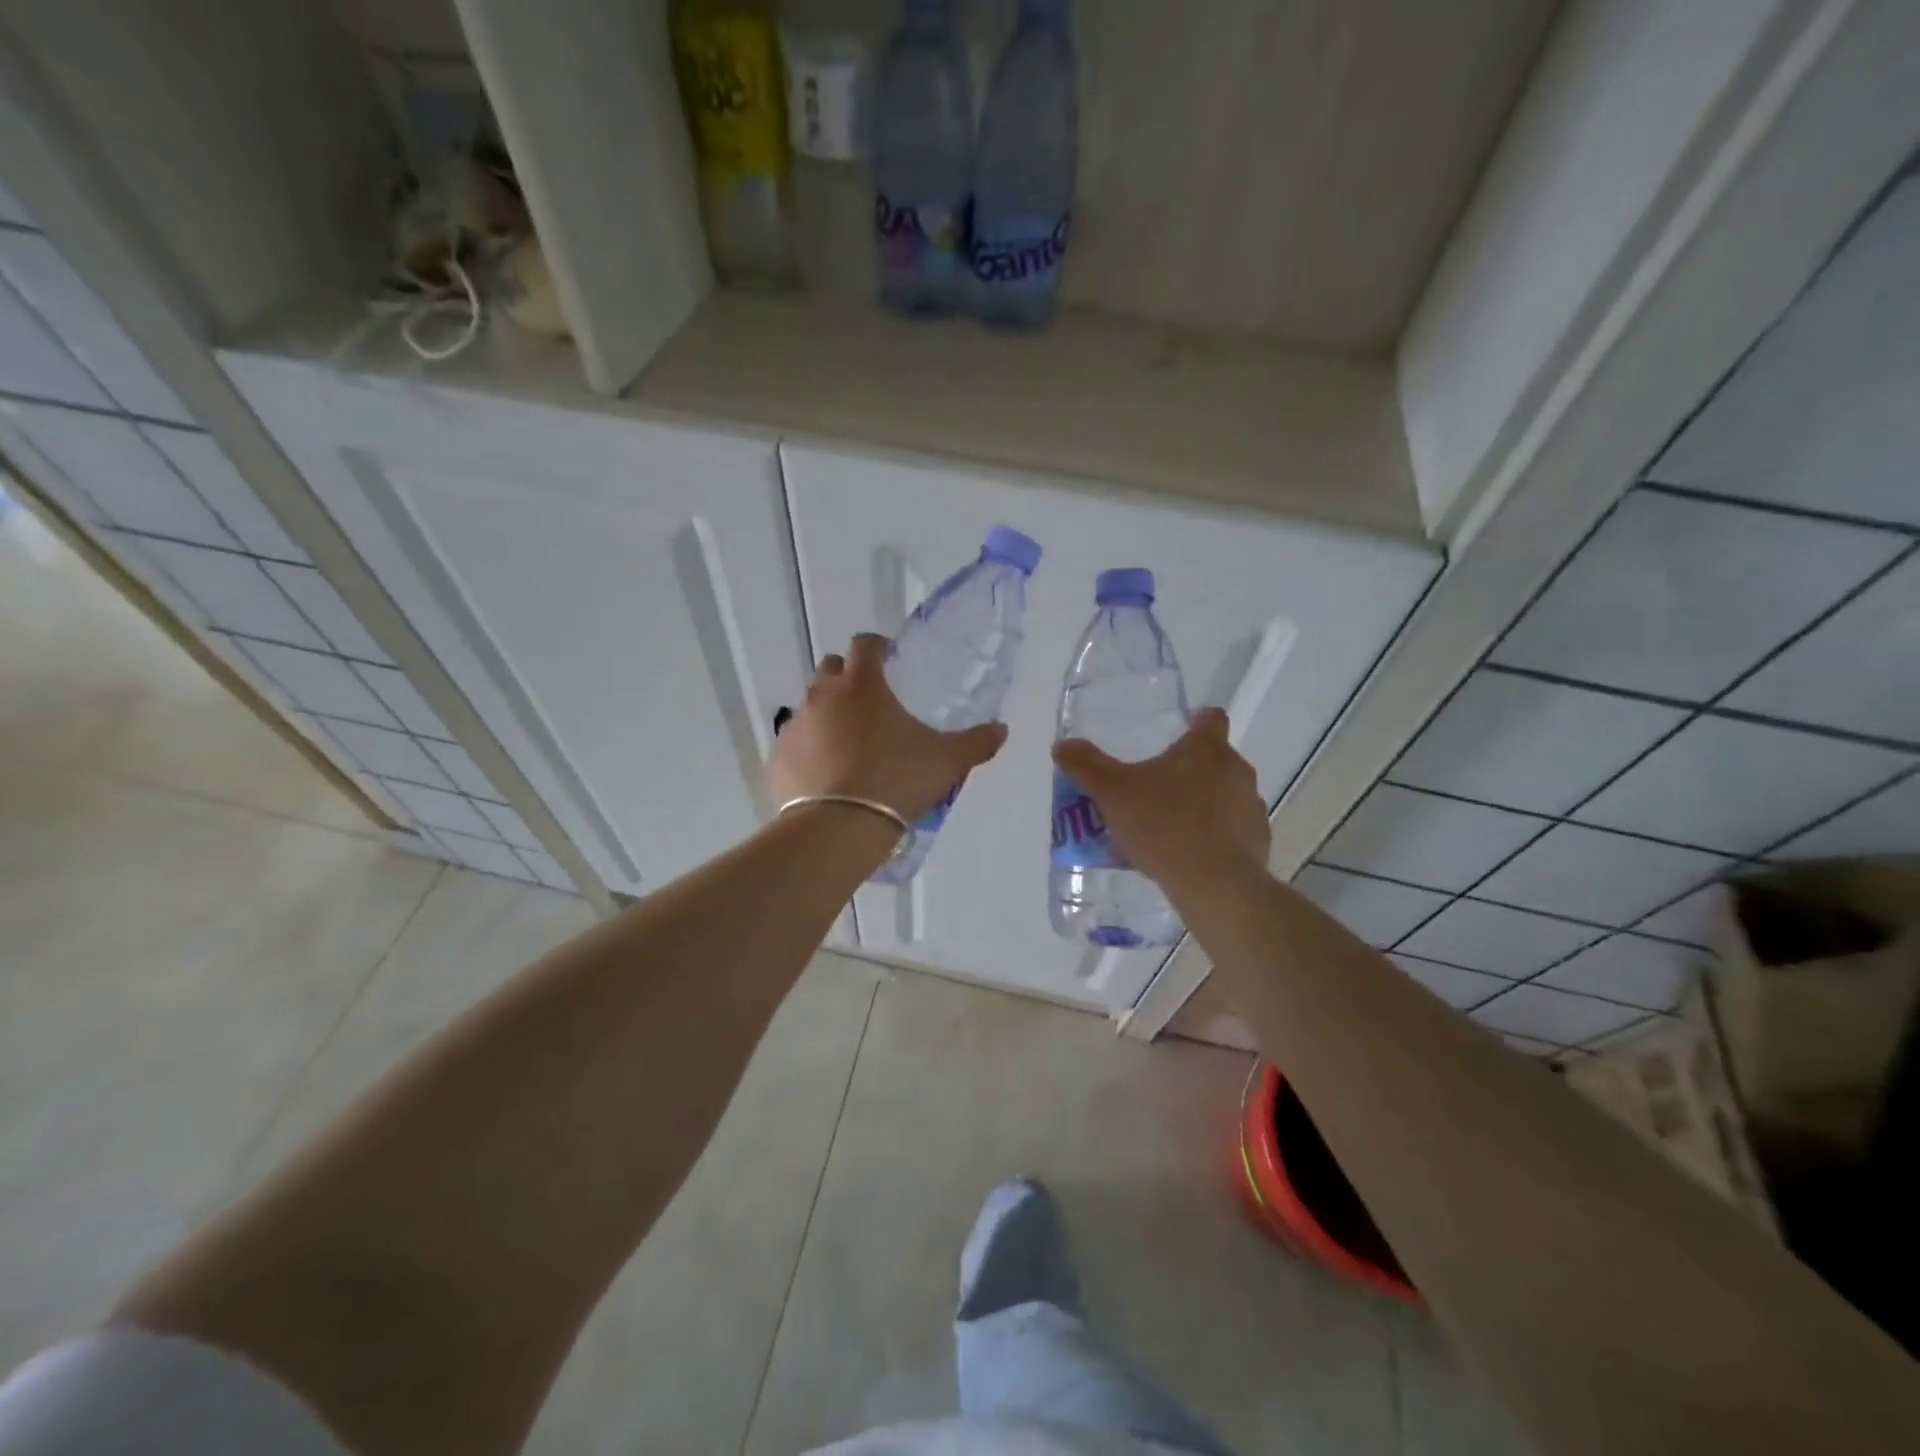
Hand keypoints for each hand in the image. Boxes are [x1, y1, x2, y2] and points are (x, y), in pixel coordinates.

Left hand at [768, 633, 1008, 822]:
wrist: (839, 827)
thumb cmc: (897, 780)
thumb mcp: (947, 762)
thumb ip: (976, 742)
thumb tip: (1001, 730)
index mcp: (862, 684)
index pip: (865, 644)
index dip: (878, 647)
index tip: (890, 660)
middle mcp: (822, 695)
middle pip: (830, 668)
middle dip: (848, 677)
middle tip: (871, 705)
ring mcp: (796, 726)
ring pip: (811, 707)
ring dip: (828, 716)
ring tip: (850, 746)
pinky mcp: (778, 758)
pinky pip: (795, 745)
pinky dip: (809, 751)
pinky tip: (826, 776)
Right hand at [1052, 707, 1269, 893]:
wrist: (1214, 885)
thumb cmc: (1163, 825)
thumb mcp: (1112, 793)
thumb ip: (1086, 765)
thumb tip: (1062, 745)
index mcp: (1206, 748)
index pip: (1211, 718)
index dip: (1195, 722)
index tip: (1175, 735)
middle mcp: (1236, 770)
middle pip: (1214, 759)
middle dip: (1188, 770)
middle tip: (1154, 789)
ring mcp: (1251, 807)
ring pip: (1224, 795)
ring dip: (1202, 804)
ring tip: (1168, 828)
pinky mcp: (1258, 841)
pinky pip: (1233, 831)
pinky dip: (1215, 837)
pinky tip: (1188, 856)